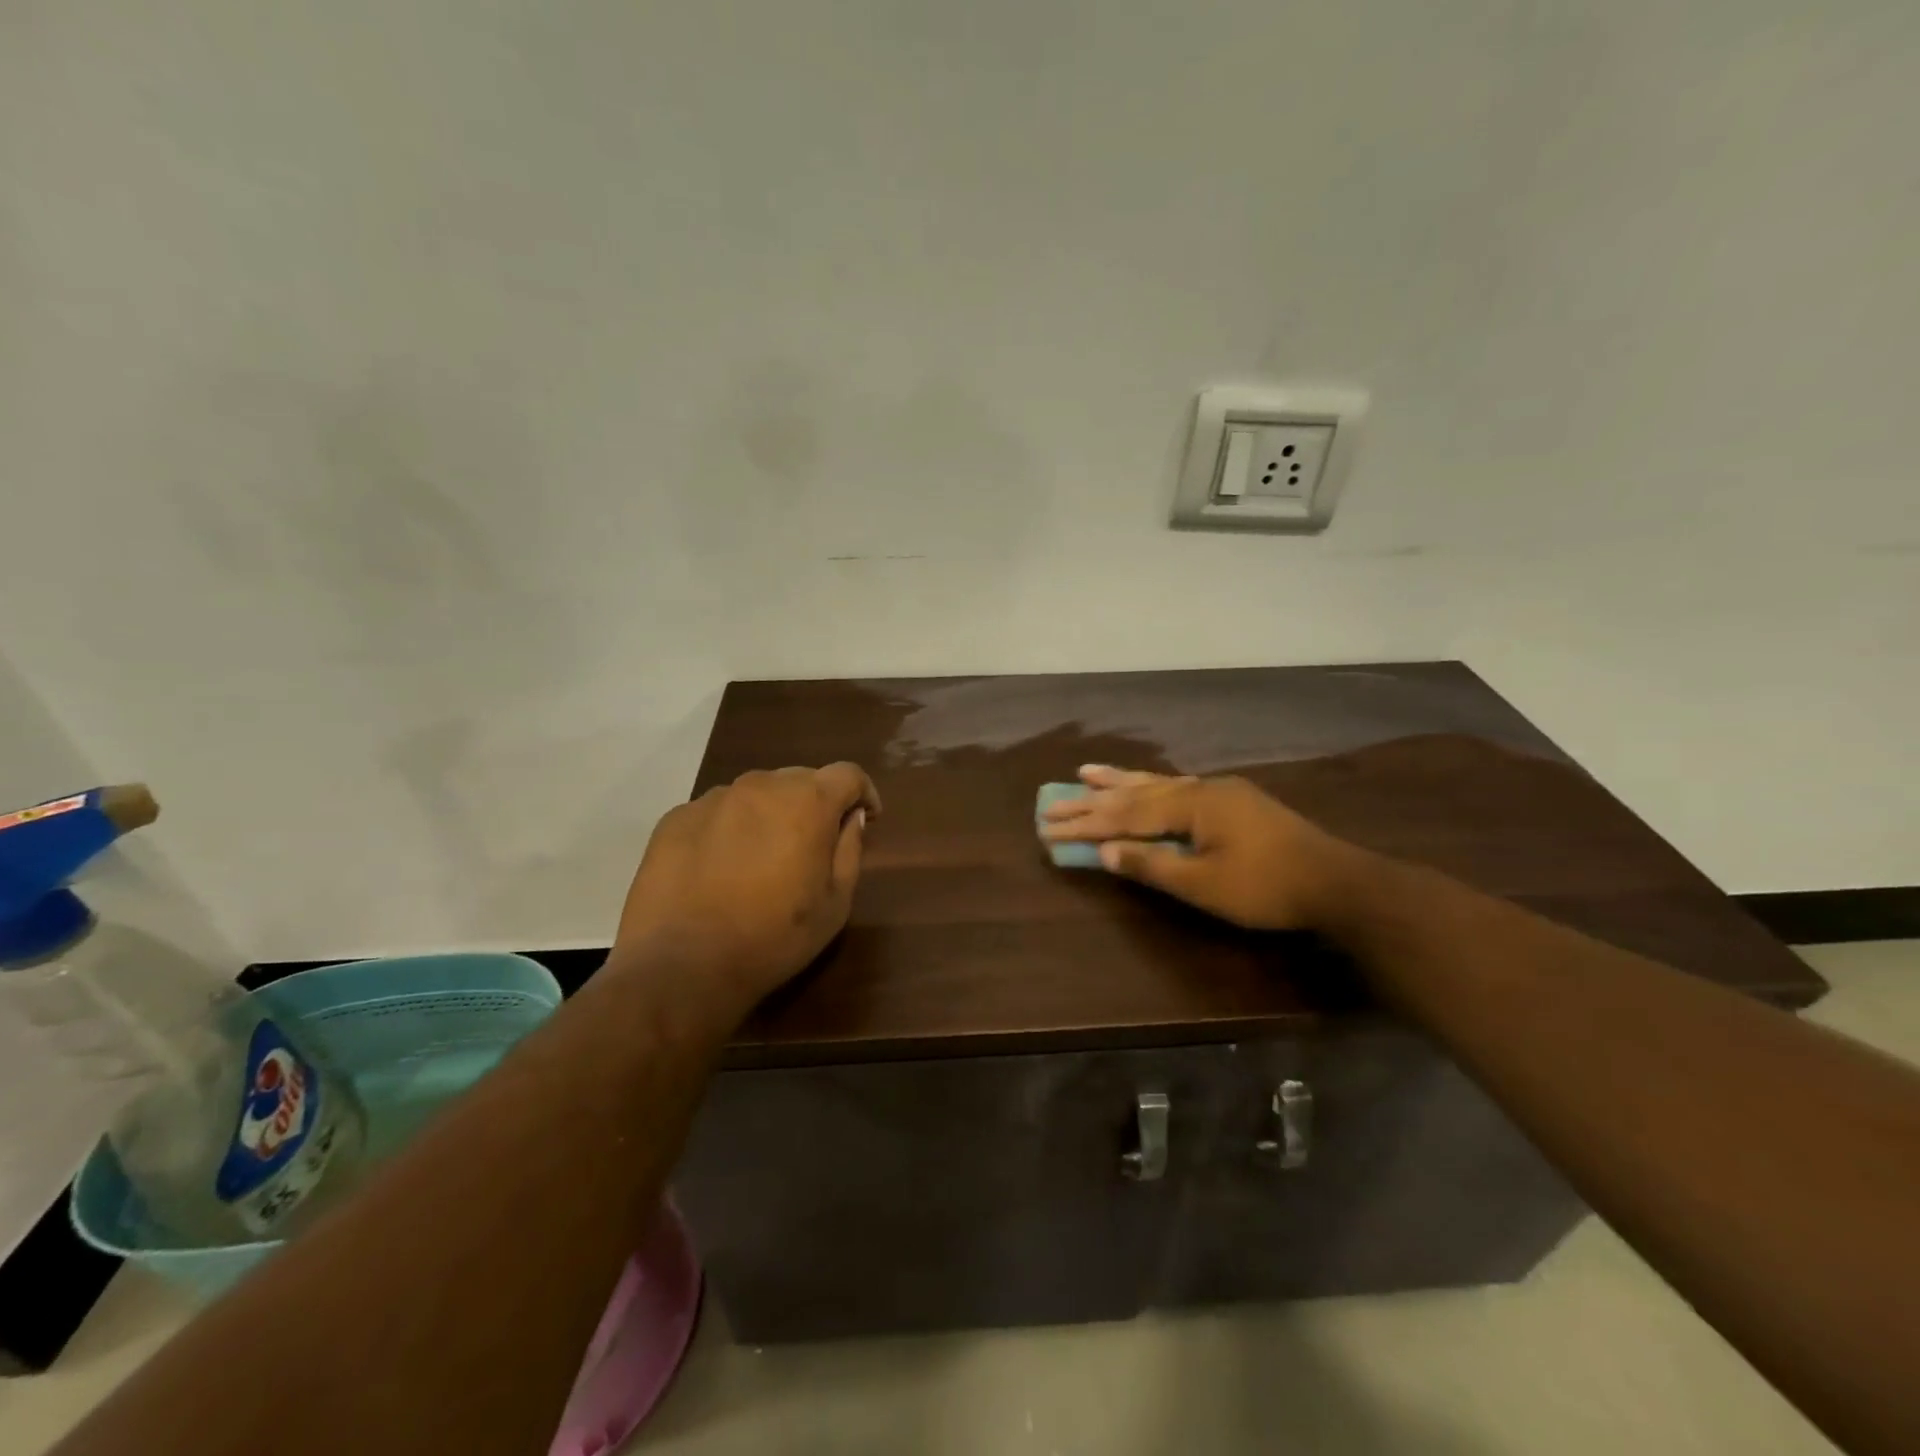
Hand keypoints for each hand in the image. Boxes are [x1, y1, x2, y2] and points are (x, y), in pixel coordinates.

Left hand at [614, 763, 881, 1014]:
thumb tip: (851, 818)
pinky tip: (722, 868)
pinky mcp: (677, 818)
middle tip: (813, 845)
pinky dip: (730, 829)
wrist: (681, 965)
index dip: (863, 793)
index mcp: (808, 801)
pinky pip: (717, 812)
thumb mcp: (836, 903)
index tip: (867, 818)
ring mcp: (713, 798)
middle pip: (801, 779)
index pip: (848, 774)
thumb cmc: (773, 937)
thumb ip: (850, 850)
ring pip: (757, 794)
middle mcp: (761, 785)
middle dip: (816, 804)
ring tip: (763, 858)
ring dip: (770, 815)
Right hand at [1039, 765, 1355, 930]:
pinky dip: (1153, 785)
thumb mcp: (1204, 885)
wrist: (1336, 882)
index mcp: (1191, 805)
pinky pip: (1179, 787)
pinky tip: (1145, 783)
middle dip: (1093, 799)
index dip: (1086, 823)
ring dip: (1120, 781)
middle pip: (1136, 793)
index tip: (1050, 826)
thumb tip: (1106, 853)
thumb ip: (1152, 866)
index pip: (1126, 814)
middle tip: (1054, 799)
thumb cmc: (1266, 888)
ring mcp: (1219, 792)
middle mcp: (1201, 788)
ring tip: (1086, 771)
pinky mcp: (1233, 802)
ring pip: (1158, 783)